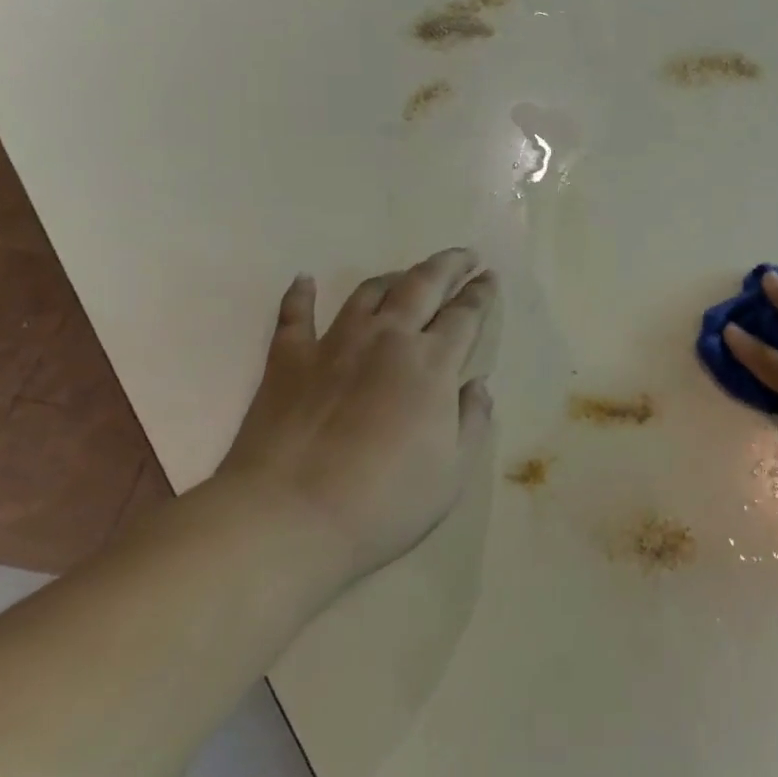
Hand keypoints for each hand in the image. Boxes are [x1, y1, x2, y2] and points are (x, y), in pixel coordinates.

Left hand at [218, 247, 501, 582]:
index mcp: (432, 364)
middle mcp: (387, 340)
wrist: (287, 520)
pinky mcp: (287, 362)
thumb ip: (472, 421)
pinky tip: (304, 279)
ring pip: (368, 292)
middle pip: (423, 285)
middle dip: (449, 265)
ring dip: (394, 278)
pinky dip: (300, 294)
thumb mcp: (452, 472)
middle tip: (465, 256)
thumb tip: (477, 386)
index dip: (481, 293)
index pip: (465, 314)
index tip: (490, 278)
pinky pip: (294, 317)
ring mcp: (334, 346)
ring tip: (406, 275)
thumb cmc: (384, 502)